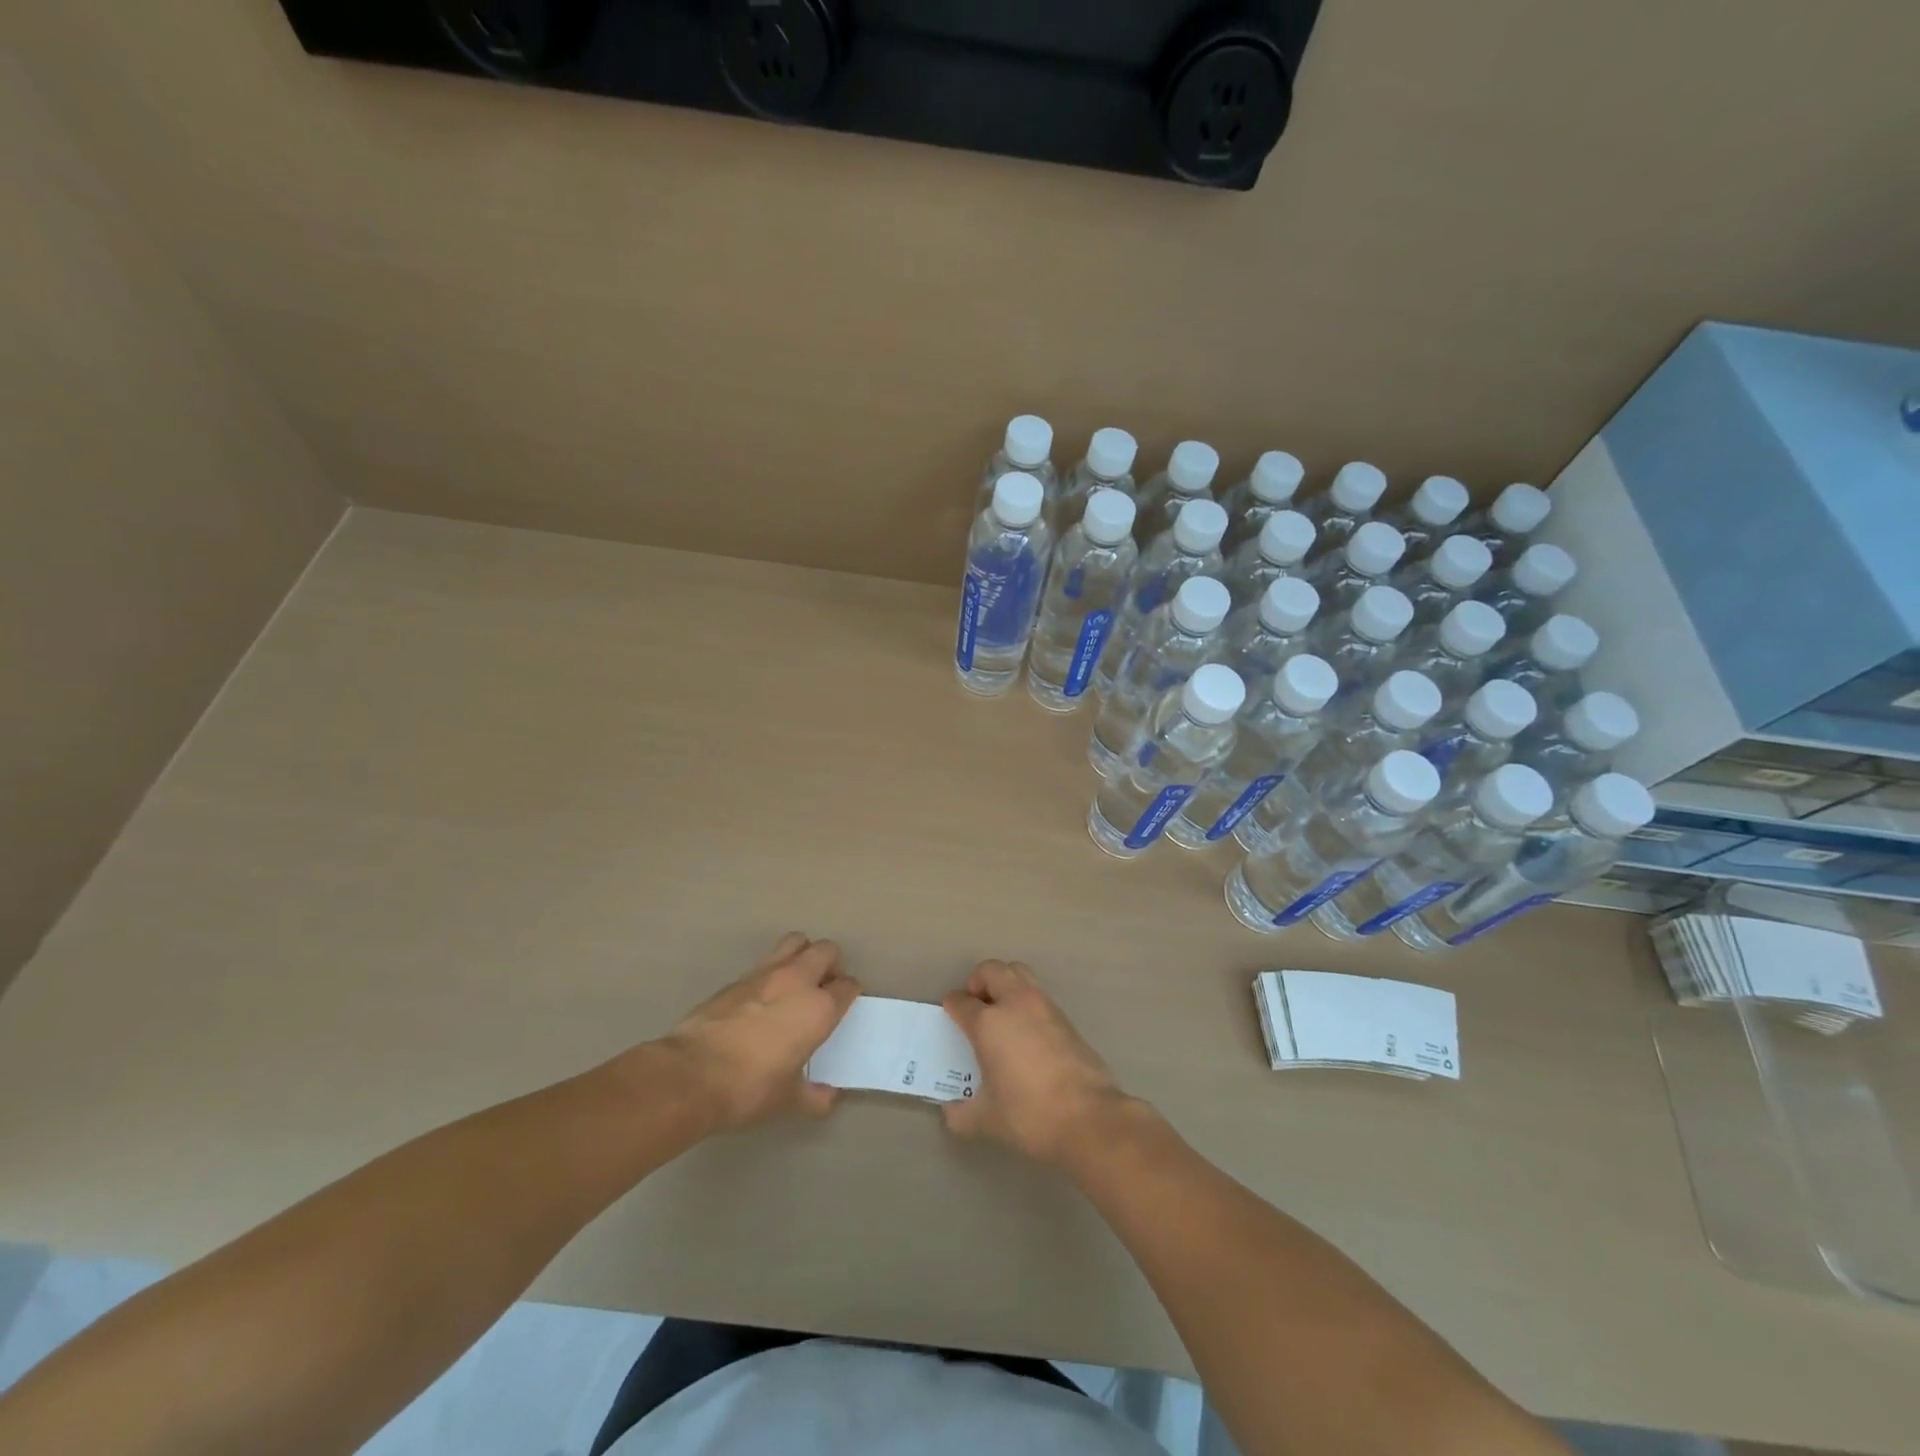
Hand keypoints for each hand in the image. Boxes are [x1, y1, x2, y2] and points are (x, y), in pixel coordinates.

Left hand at [662, 933, 860, 1130]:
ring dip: (802, 955)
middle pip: (826, 950)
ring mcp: (765, 973)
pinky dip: (772, 972)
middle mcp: (797, 981)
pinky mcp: (736, 978)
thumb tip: (828, 1097)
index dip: (849, 994)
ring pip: (795, 942)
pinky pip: (765, 962)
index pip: (848, 986)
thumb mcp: (787, 1101)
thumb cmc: (749, 1089)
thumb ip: (814, 1096)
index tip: (843, 1007)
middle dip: (831, 964)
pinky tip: (762, 999)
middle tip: (823, 987)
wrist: (690, 1075)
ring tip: (795, 982)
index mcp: (819, 1009)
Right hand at [941, 960, 1130, 1162]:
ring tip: (1001, 1012)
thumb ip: (962, 1113)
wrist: (1088, 1116)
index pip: (961, 1002)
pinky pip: (1038, 994)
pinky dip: (1026, 1001)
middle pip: (991, 970)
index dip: (952, 1005)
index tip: (950, 1012)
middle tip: (976, 1005)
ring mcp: (1043, 1006)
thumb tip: (951, 1111)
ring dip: (1005, 983)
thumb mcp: (987, 1120)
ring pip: (1018, 973)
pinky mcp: (1065, 1017)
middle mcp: (1015, 1003)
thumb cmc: (1029, 1115)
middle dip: (978, 981)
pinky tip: (1026, 1031)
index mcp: (988, 1023)